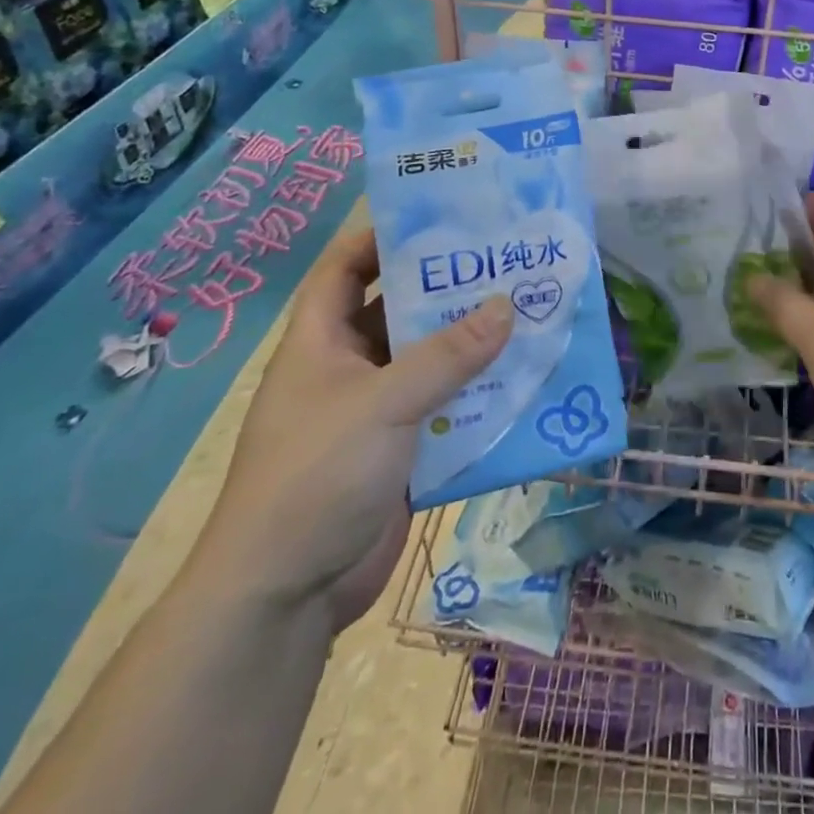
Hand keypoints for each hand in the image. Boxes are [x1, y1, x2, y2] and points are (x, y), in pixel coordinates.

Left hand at [190, 226, 511, 632]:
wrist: (286, 597)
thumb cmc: (316, 475)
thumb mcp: (382, 403)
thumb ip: (447, 355)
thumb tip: (507, 305)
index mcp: (321, 342)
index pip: (345, 268)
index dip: (382, 237)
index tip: (439, 216)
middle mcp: (348, 368)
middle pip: (400, 312)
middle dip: (447, 290)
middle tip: (505, 262)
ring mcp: (375, 413)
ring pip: (430, 363)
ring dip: (472, 345)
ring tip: (527, 312)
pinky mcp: (402, 453)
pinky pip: (445, 410)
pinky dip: (478, 397)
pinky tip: (522, 381)